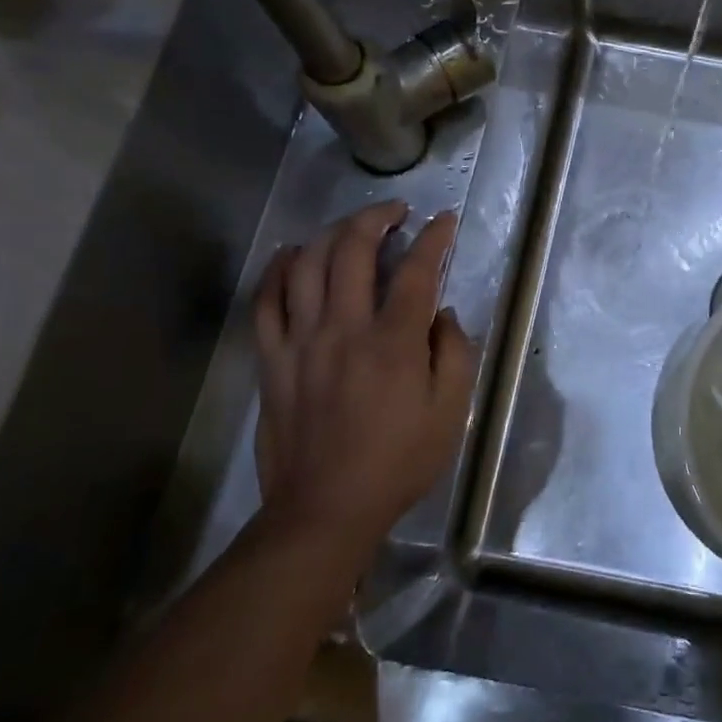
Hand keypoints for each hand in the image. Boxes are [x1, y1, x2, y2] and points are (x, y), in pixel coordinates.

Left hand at [252, 202, 477, 556]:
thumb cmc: (399, 462)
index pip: (416, 271)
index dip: (434, 238)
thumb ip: (455, 353)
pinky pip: (266, 301)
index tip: (444, 221)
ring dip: (332, 233)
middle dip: (377, 217)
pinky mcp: (272, 360)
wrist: (324, 509)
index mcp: (394, 342)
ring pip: (308, 265)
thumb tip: (442, 314)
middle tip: (396, 211)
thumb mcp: (451, 412)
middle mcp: (344, 329)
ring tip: (352, 227)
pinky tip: (294, 254)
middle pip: (353, 250)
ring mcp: (301, 342)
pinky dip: (279, 269)